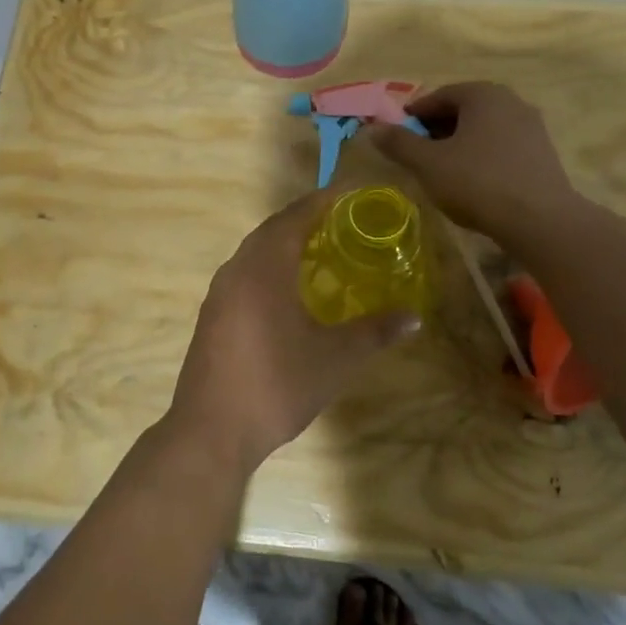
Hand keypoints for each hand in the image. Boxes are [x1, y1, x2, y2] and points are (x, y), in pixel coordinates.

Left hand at [166, 191, 420, 474]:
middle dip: (304, 220)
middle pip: (271, 230)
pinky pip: (243, 274)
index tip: (348, 194)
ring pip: (253, 252)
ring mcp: (219, 293)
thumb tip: (413, 316)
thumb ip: (375, 332)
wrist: (212, 429)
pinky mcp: (212, 315)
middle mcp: (236, 269)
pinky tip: (286, 292)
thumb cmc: (277, 385)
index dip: (322, 202)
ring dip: (283, 244)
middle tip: (340, 222)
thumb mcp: (336, 359)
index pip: (294, 217)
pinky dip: (267, 268)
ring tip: (318, 252)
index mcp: (264, 267)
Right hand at [365, 81, 579, 238]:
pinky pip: (502, 145)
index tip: (398, 135)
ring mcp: (531, 126)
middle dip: (437, 128)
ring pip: (484, 128)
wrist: (540, 220)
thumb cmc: (477, 182)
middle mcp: (511, 101)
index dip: (414, 114)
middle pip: (464, 109)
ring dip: (460, 142)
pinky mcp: (543, 153)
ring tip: (442, 169)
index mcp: (483, 94)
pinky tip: (472, 180)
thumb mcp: (428, 163)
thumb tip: (373, 128)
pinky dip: (482, 155)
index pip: (439, 95)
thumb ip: (399, 143)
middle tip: (417, 152)